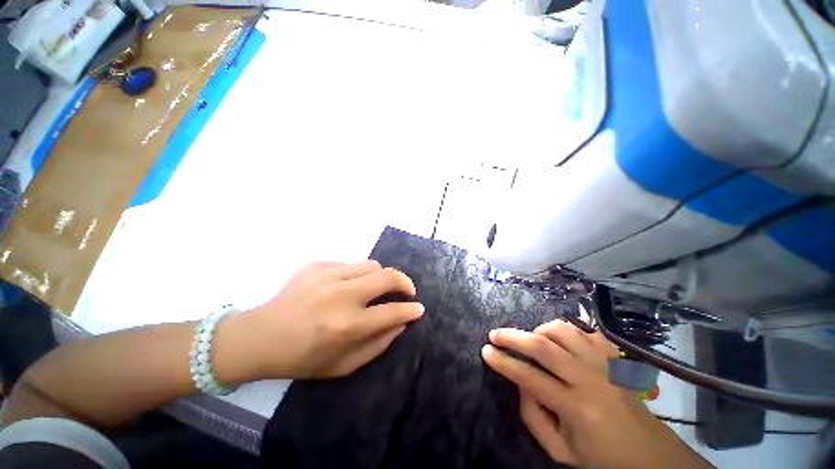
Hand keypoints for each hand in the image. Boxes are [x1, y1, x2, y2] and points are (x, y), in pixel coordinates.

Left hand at [215, 261, 423, 382]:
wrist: (259, 338)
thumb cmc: (302, 358)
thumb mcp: (343, 366)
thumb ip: (378, 344)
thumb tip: (401, 322)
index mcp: (346, 326)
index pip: (392, 311)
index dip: (410, 309)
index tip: (419, 308)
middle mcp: (340, 296)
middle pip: (387, 276)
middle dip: (405, 282)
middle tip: (407, 290)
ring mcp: (327, 275)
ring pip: (371, 264)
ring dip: (379, 277)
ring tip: (373, 289)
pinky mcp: (315, 265)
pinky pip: (349, 264)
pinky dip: (355, 275)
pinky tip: (343, 287)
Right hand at [482, 320, 712, 468]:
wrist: (651, 456)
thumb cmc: (602, 459)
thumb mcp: (561, 452)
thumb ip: (533, 416)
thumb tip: (519, 382)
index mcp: (577, 409)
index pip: (530, 377)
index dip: (503, 362)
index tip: (485, 351)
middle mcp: (591, 379)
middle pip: (544, 346)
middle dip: (513, 336)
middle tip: (495, 334)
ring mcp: (605, 364)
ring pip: (563, 330)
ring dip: (539, 329)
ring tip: (529, 338)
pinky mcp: (614, 357)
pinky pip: (586, 330)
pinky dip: (566, 329)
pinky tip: (558, 339)